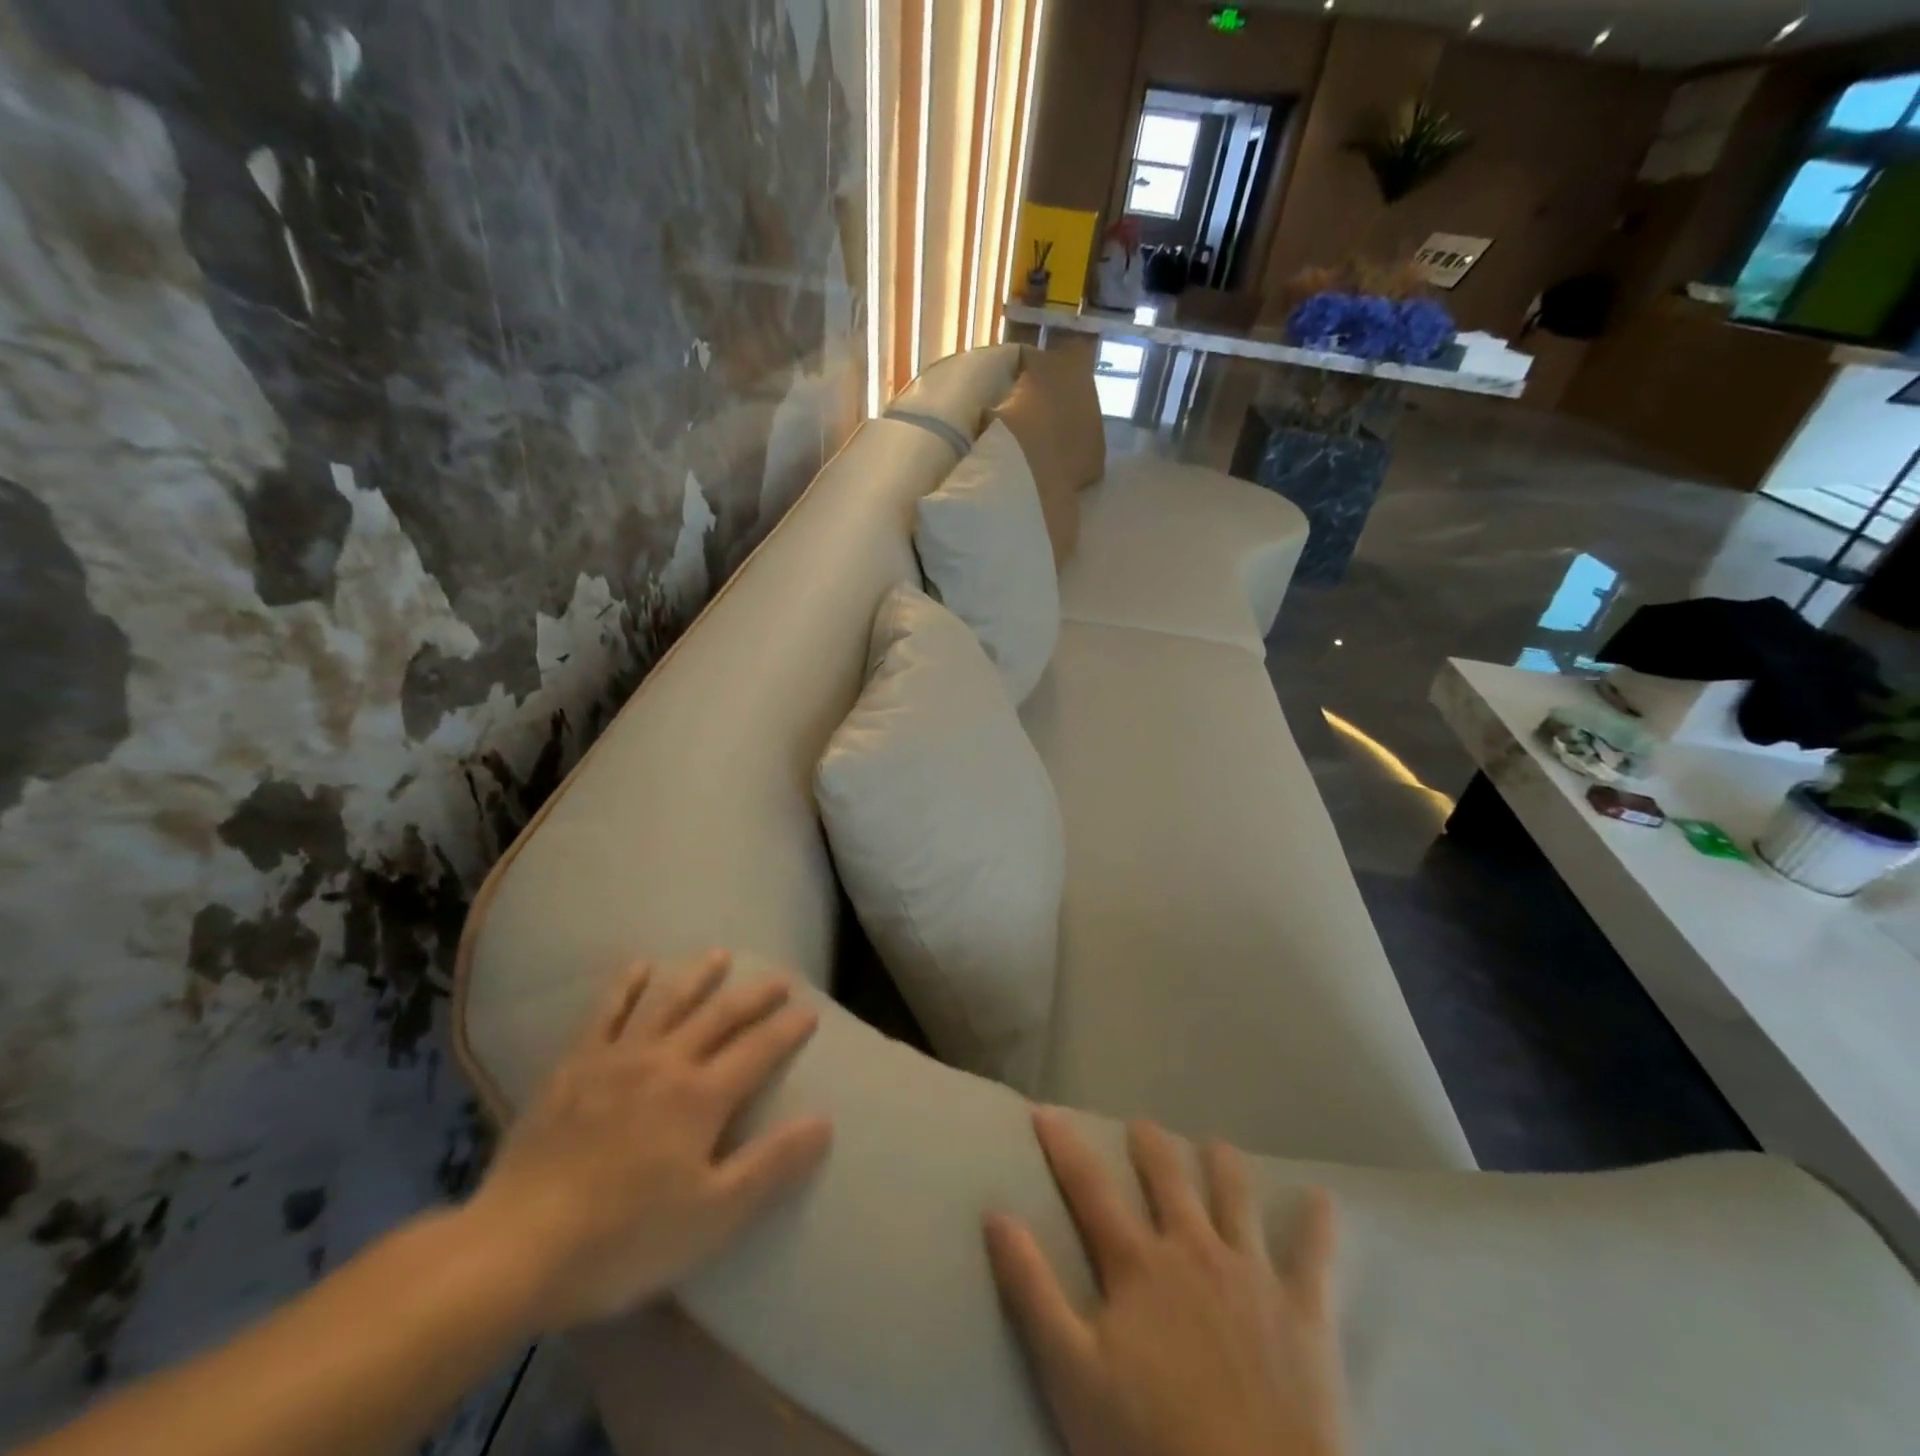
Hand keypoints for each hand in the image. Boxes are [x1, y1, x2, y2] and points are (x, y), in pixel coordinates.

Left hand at [463, 952, 832, 1329]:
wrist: (515, 1249)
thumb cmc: (623, 1240)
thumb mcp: (713, 1216)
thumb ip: (771, 1165)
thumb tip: (824, 1120)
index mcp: (702, 1097)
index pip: (759, 1049)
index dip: (787, 1029)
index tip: (810, 1011)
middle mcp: (666, 1061)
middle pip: (720, 1016)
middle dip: (755, 995)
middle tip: (780, 978)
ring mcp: (616, 1058)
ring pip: (667, 1001)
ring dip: (697, 976)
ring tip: (719, 956)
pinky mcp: (574, 1066)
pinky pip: (606, 1011)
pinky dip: (626, 985)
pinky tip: (638, 967)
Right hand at [985, 1110, 1347, 1455]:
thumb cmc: (1151, 1443)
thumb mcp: (1071, 1372)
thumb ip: (1032, 1289)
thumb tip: (996, 1213)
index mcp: (1137, 1263)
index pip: (1089, 1187)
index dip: (1063, 1145)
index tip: (1044, 1110)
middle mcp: (1193, 1249)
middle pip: (1168, 1178)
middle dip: (1152, 1145)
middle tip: (1142, 1125)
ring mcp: (1252, 1274)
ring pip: (1236, 1197)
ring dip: (1223, 1166)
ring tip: (1216, 1145)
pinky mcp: (1304, 1311)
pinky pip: (1315, 1256)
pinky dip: (1318, 1224)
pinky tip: (1324, 1199)